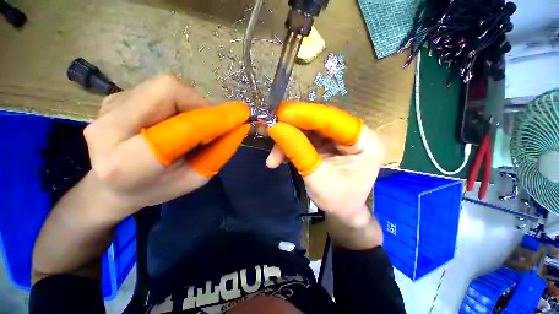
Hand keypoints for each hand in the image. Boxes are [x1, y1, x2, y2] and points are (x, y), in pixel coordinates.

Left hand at [83, 75, 248, 217]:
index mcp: (129, 162)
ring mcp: (108, 107)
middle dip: (201, 104)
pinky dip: (177, 103)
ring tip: (189, 127)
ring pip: (164, 87)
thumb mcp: (194, 180)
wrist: (110, 185)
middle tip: (211, 123)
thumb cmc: (156, 188)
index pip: (182, 129)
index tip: (242, 115)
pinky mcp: (112, 98)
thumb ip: (218, 154)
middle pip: (168, 90)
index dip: (216, 119)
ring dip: (190, 104)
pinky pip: (157, 90)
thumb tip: (239, 128)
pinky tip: (171, 122)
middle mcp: (110, 127)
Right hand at [266, 102, 384, 226]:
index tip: (280, 113)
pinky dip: (291, 146)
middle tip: (269, 130)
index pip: (333, 120)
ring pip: (308, 130)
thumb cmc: (337, 200)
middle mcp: (353, 134)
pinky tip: (280, 159)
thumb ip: (298, 151)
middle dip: (292, 128)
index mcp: (365, 141)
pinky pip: (305, 138)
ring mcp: (338, 138)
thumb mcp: (317, 178)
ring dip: (287, 141)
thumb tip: (275, 128)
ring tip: (272, 158)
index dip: (306, 115)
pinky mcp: (327, 143)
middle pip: (318, 122)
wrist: (341, 212)